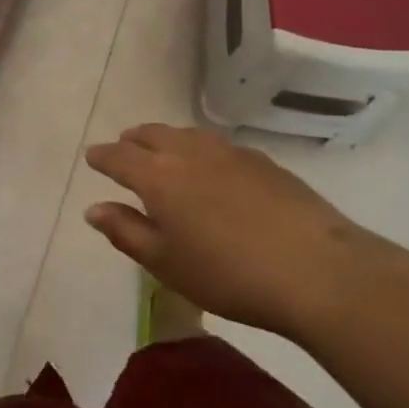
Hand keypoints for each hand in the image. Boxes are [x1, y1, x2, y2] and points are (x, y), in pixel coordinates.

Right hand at [83, 123, 408, 342]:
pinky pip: (217, 145)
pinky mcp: (262, 161)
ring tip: (163, 153)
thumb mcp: (166, 263)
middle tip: (124, 150)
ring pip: (186, 134)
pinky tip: (210, 169)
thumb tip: (94, 209)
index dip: (102, 157)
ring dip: (166, 140)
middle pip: (151, 134)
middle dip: (132, 141)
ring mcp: (229, 152)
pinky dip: (199, 149)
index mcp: (157, 176)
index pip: (119, 156)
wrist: (316, 270)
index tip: (92, 158)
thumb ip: (125, 232)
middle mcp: (188, 152)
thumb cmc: (227, 274)